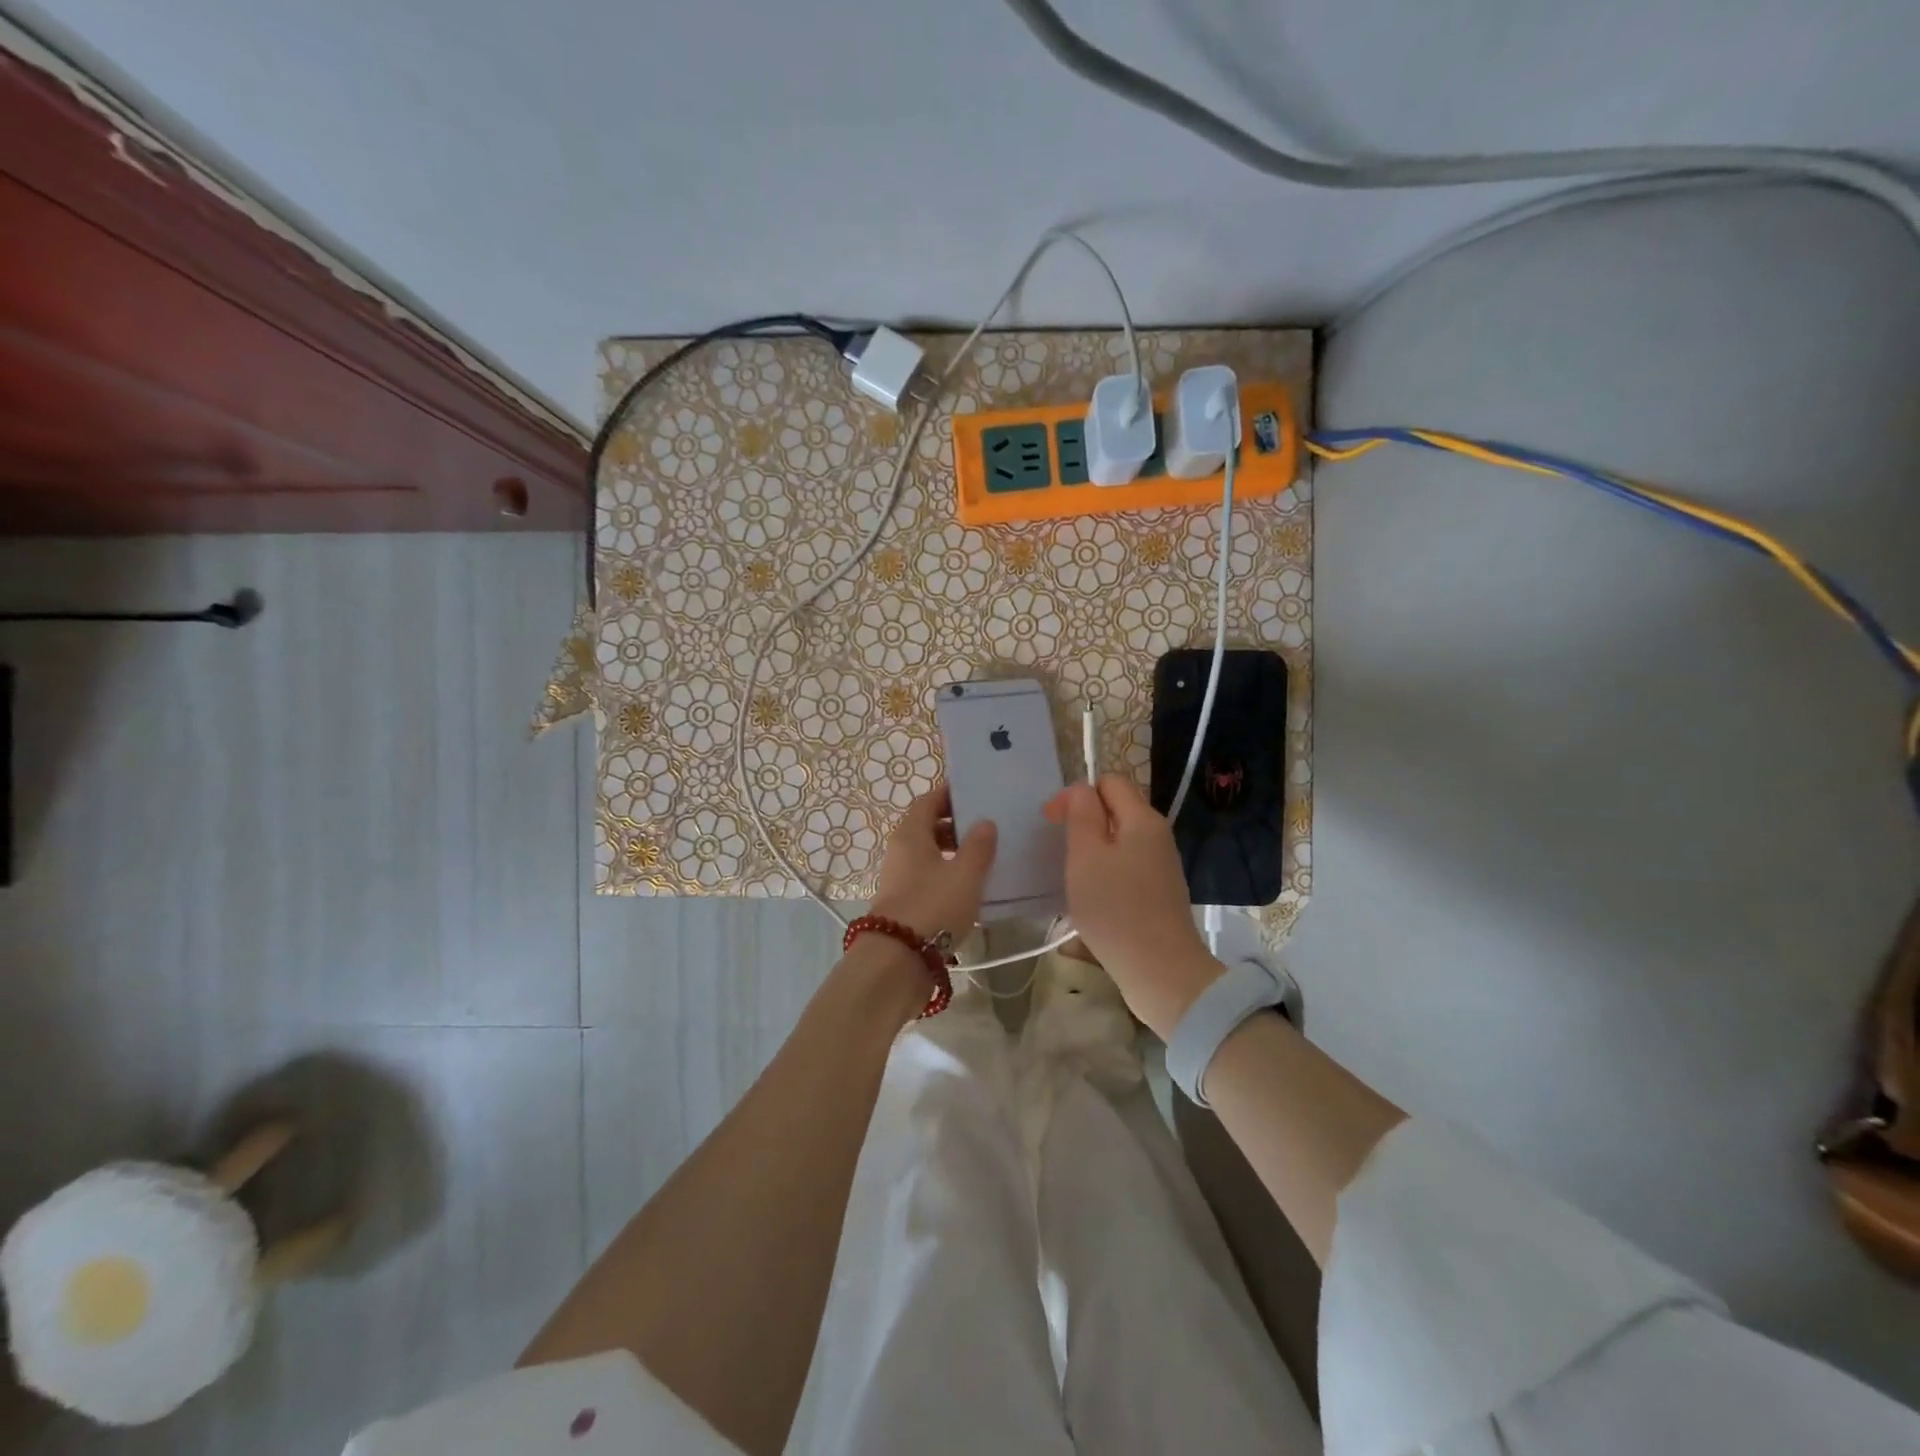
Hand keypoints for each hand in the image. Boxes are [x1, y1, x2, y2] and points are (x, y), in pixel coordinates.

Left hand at [868, 783, 997, 943]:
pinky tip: (968, 887)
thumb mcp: (965, 874)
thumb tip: (984, 822)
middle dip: (955, 824)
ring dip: (952, 851)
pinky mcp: (903, 901)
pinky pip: (926, 876)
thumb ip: (979, 846)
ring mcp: (898, 876)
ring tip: (982, 858)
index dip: (950, 795)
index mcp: (910, 833)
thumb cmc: (934, 905)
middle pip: (927, 826)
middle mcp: (899, 849)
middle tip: (985, 827)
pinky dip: (946, 874)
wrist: (899, 958)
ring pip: (927, 853)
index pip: (928, 801)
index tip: (976, 795)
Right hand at [1044, 775, 1219, 1037]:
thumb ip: (1081, 815)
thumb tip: (1081, 791)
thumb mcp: (1086, 856)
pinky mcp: (1159, 892)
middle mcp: (1157, 835)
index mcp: (1142, 819)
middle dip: (1083, 822)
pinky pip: (1126, 867)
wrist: (1161, 971)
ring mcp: (1161, 865)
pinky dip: (1105, 873)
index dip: (1076, 794)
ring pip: (1119, 840)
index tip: (1051, 822)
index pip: (1108, 782)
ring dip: (1091, 851)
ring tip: (1071, 876)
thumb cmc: (1115, 909)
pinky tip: (1090, 898)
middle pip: (1115, 810)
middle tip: (1059, 850)